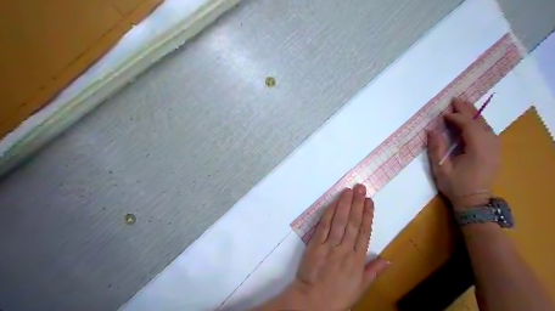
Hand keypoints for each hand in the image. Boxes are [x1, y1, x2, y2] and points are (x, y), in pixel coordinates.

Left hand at [289, 185, 386, 310]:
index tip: (370, 201)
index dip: (368, 215)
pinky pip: (324, 226)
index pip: (365, 232)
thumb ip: (373, 271)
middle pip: (353, 223)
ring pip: (340, 221)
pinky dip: (329, 213)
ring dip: (344, 204)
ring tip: (349, 190)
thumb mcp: (360, 287)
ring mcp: (330, 245)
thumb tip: (388, 259)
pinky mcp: (316, 244)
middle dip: (357, 204)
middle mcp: (345, 249)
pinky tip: (334, 203)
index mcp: (358, 260)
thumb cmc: (338, 295)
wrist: (313, 301)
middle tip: (361, 188)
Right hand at [426, 99, 501, 211]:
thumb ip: (436, 148)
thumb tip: (431, 130)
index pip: (468, 126)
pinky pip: (487, 131)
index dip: (456, 118)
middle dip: (467, 110)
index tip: (443, 114)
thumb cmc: (455, 186)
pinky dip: (477, 123)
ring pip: (485, 125)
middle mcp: (490, 145)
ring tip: (462, 106)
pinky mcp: (494, 151)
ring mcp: (495, 148)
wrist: (474, 201)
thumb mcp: (441, 168)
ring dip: (473, 114)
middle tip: (455, 99)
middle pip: (480, 122)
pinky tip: (470, 120)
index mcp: (478, 149)